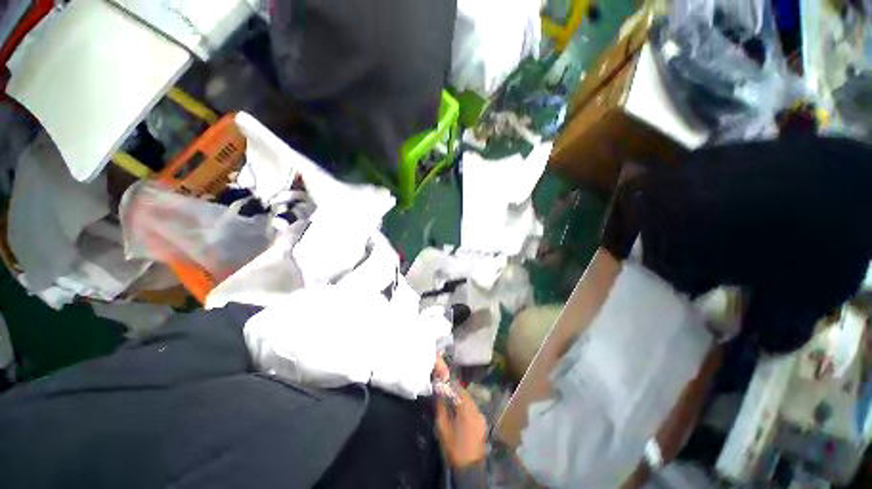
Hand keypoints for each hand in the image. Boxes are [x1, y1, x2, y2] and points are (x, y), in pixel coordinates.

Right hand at [433, 365, 486, 468]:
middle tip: (445, 392)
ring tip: (451, 402)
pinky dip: (465, 406)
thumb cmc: (453, 446)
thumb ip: (440, 407)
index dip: (449, 385)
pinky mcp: (482, 422)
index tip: (442, 384)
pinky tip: (459, 412)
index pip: (458, 389)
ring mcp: (480, 415)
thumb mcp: (442, 427)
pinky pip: (473, 408)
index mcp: (466, 408)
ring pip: (469, 400)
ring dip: (460, 398)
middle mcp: (476, 409)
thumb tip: (438, 394)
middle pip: (465, 394)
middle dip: (455, 391)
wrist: (469, 467)